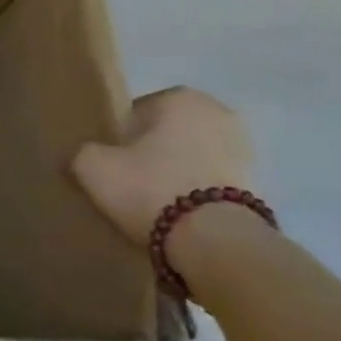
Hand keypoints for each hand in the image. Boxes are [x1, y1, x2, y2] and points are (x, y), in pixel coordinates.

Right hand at [71, 87, 252, 243]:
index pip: (133, 112)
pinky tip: (176, 216)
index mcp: (181, 97)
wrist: (216, 242)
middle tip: (126, 183)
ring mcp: (245, 149)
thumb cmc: (151, 188)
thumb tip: (87, 155)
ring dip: (173, 174)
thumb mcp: (92, 166)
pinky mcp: (258, 184)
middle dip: (148, 154)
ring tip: (151, 204)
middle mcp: (218, 113)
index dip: (115, 138)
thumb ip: (82, 151)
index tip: (108, 163)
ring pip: (189, 158)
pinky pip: (209, 182)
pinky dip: (194, 194)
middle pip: (165, 134)